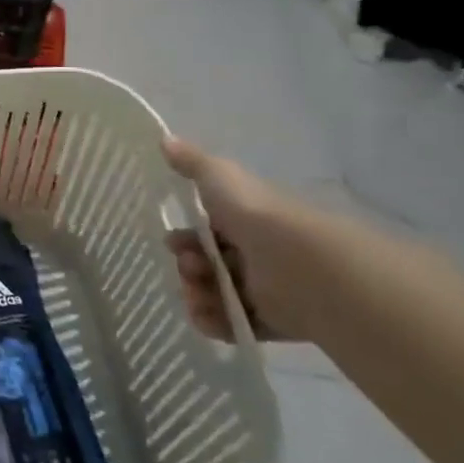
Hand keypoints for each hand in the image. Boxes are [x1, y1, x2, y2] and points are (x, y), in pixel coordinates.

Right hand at [162, 137, 313, 342]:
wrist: (299, 263)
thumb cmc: (254, 214)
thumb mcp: (218, 176)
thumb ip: (191, 162)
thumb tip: (164, 138)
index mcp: (245, 220)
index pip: (209, 231)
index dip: (186, 237)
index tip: (172, 243)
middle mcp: (256, 253)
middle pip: (211, 264)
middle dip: (190, 267)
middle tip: (188, 269)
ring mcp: (267, 288)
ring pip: (221, 294)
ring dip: (199, 295)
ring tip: (196, 296)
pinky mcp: (276, 320)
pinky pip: (239, 324)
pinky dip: (218, 323)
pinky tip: (205, 317)